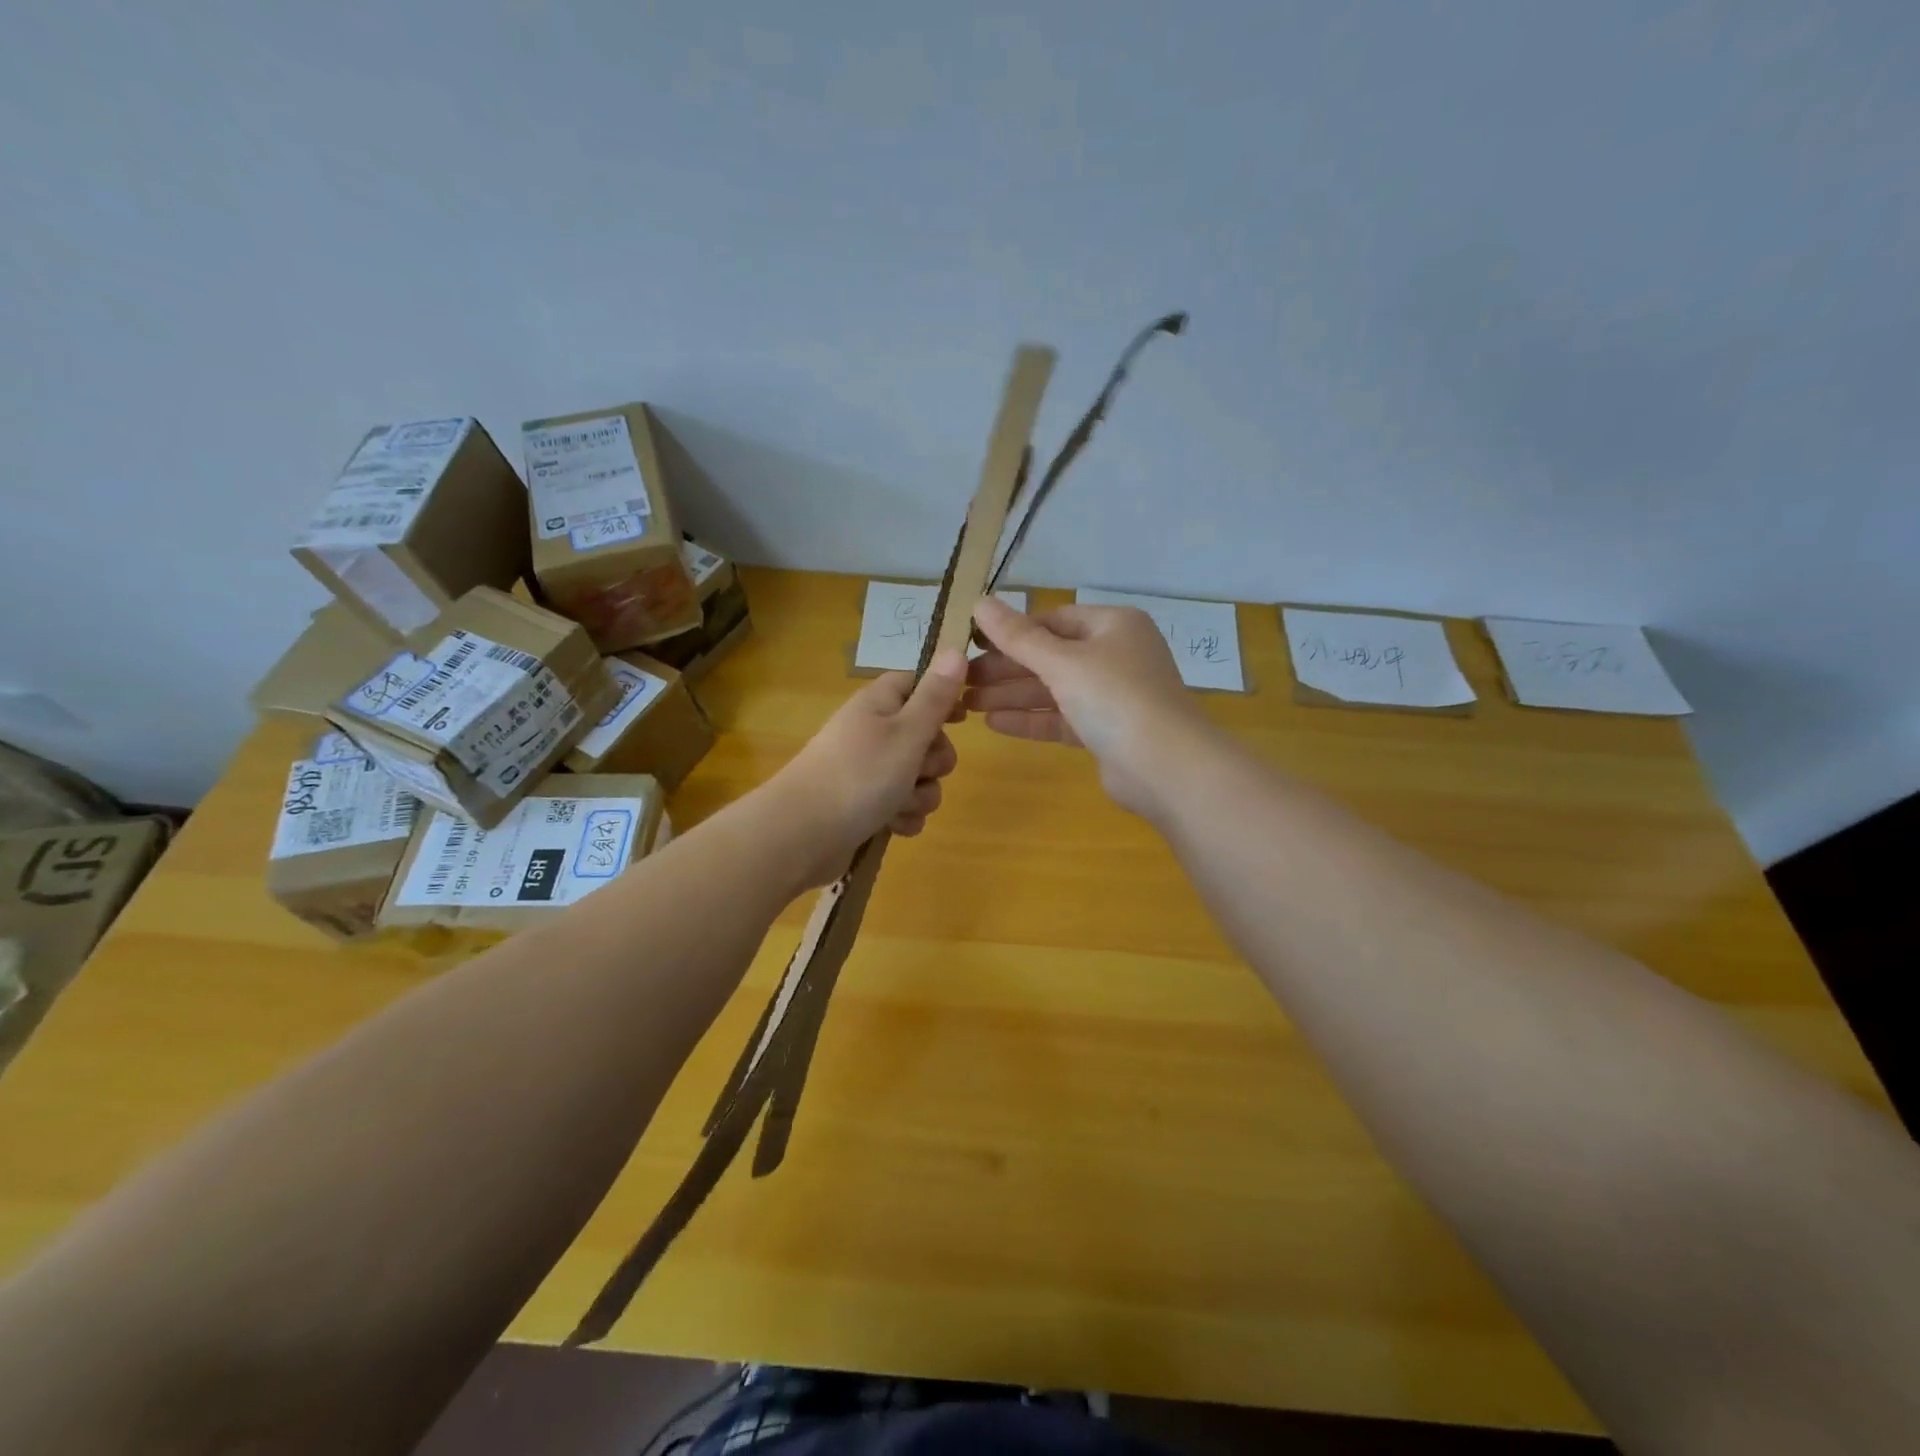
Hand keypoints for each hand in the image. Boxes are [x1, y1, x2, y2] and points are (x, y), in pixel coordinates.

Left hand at [764, 649, 966, 886]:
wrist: (802, 834)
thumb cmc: (860, 775)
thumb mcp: (907, 732)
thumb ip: (935, 696)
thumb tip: (956, 649)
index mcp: (879, 705)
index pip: (915, 683)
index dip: (941, 697)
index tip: (961, 717)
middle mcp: (872, 733)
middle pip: (924, 736)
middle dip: (935, 760)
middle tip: (921, 769)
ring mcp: (866, 771)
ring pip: (916, 777)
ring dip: (920, 794)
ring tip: (901, 805)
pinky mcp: (863, 805)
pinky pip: (901, 806)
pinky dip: (903, 816)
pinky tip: (893, 825)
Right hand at [966, 597, 1208, 817]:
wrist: (1166, 768)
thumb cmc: (1116, 698)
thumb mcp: (1063, 662)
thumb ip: (1018, 636)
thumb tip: (979, 601)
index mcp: (1113, 626)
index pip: (1053, 620)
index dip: (1012, 631)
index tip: (972, 643)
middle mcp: (1115, 656)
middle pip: (1050, 656)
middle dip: (1006, 668)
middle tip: (962, 679)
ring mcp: (1112, 696)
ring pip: (1054, 690)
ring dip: (1012, 696)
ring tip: (967, 704)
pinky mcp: (1105, 732)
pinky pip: (1061, 718)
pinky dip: (1031, 720)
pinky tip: (993, 723)